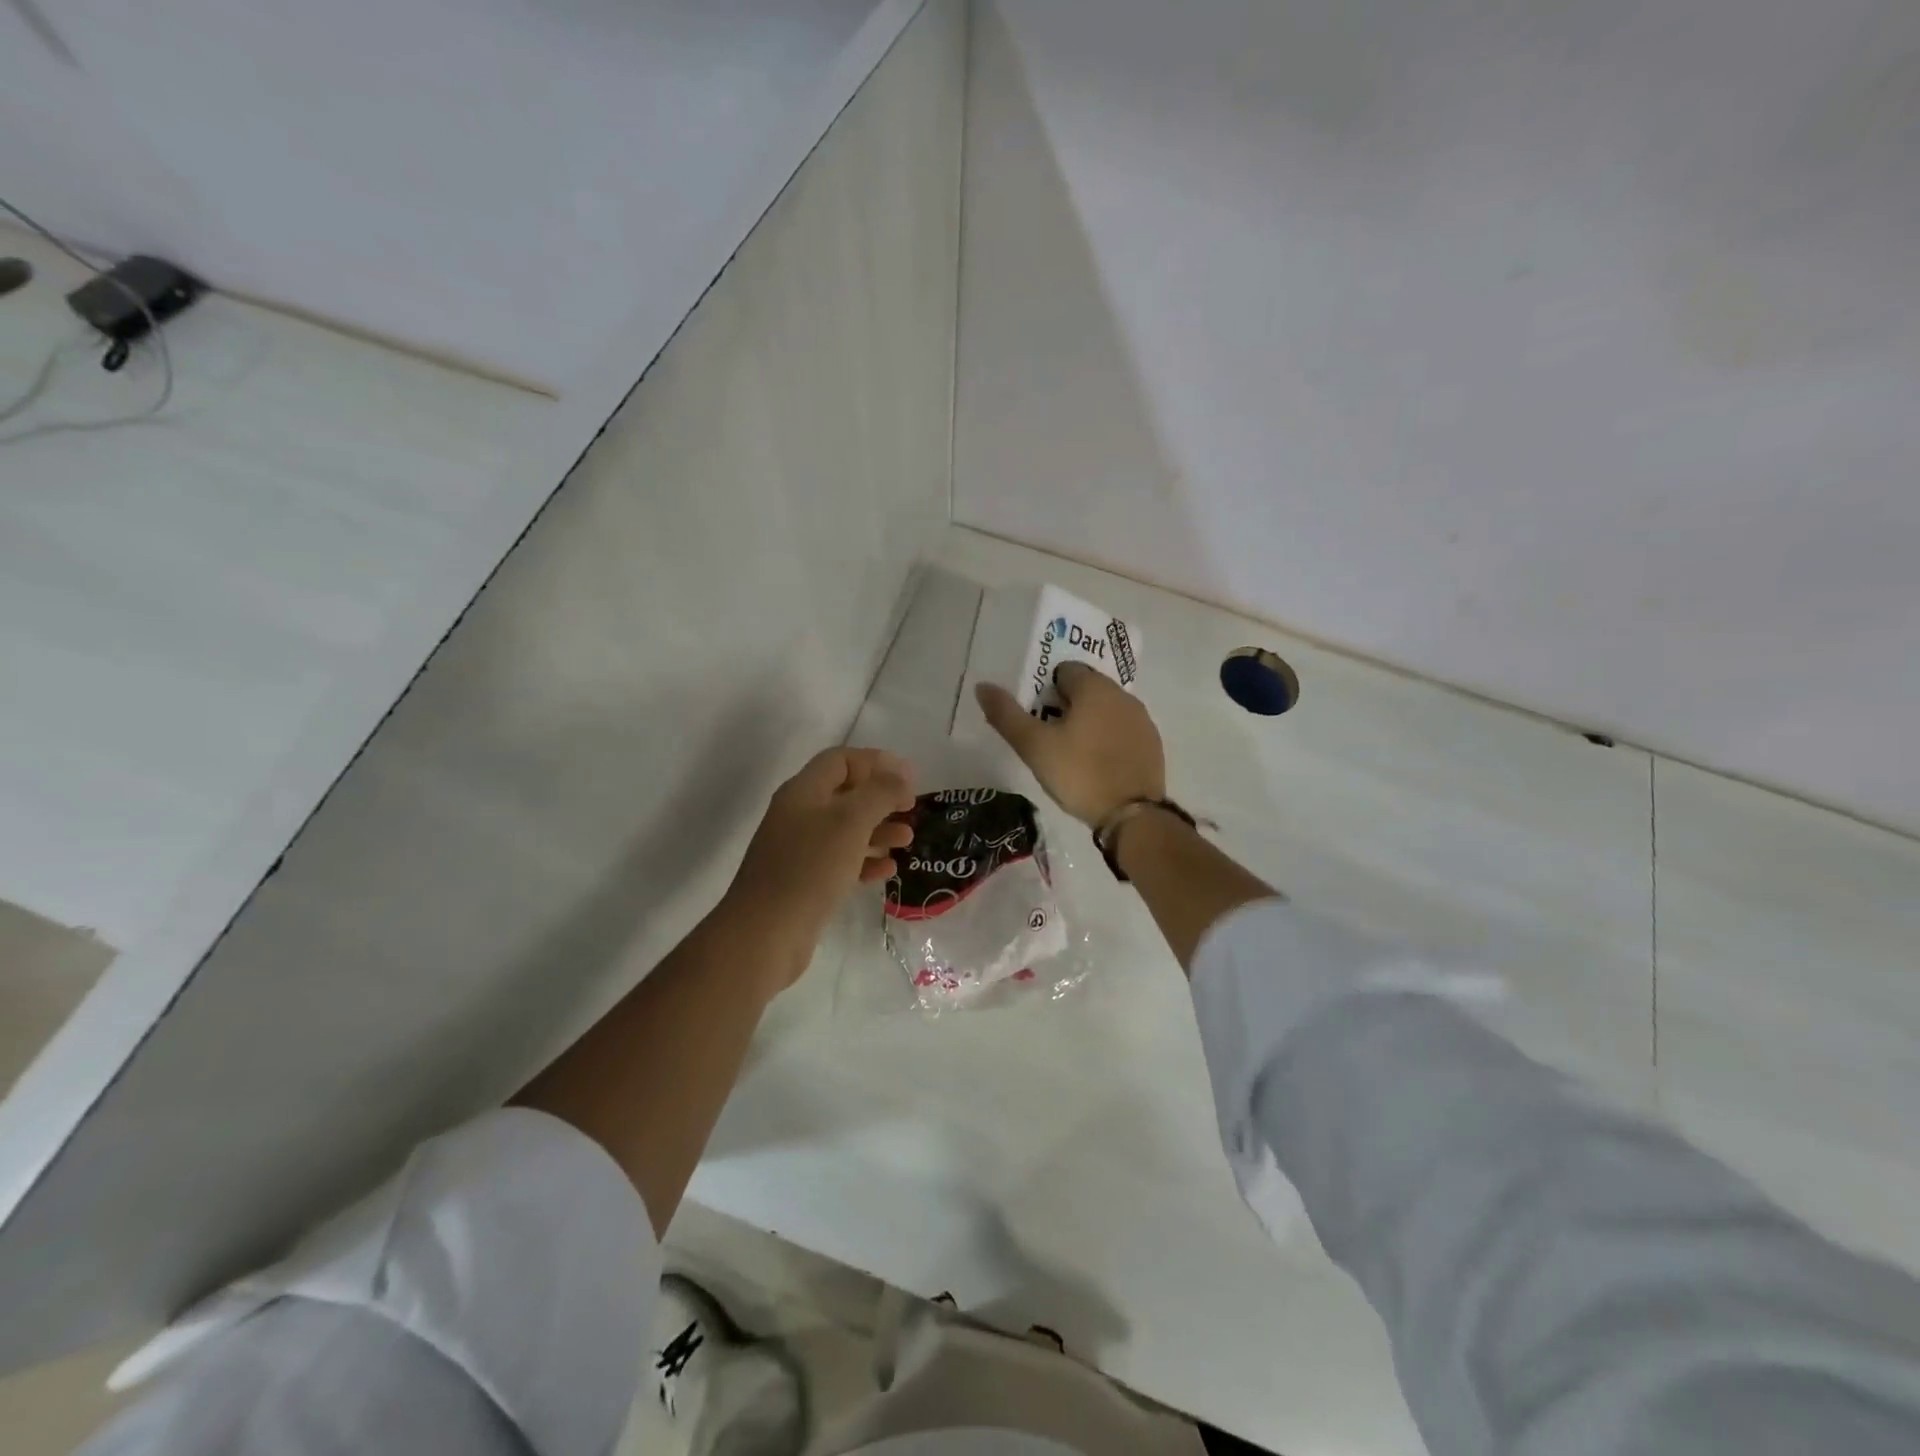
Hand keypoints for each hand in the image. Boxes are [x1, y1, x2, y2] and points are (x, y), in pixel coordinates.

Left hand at [723, 747, 916, 986]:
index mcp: (803, 791)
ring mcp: (799, 850)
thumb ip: (879, 792)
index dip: (875, 762)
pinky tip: (887, 870)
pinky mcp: (804, 882)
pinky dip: (865, 861)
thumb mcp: (850, 822)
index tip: (908, 777)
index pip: (841, 760)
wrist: (765, 934)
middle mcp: (798, 815)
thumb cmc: (809, 868)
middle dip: (881, 798)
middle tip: (911, 809)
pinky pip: (840, 862)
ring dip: (878, 830)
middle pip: (845, 794)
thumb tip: (901, 773)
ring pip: (845, 829)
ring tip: (907, 840)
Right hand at [975, 663, 1164, 826]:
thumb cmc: (1078, 773)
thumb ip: (1006, 715)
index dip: (1046, 690)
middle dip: (1067, 705)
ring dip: (1089, 721)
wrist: (1131, 814)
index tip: (1037, 717)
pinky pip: (1123, 730)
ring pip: (1107, 709)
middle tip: (1050, 736)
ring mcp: (1142, 720)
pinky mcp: (1152, 744)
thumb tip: (982, 686)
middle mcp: (1122, 695)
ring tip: (1072, 752)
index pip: (1065, 671)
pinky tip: (1098, 764)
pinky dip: (1109, 739)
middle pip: (1087, 688)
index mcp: (1094, 687)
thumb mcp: (1034, 746)